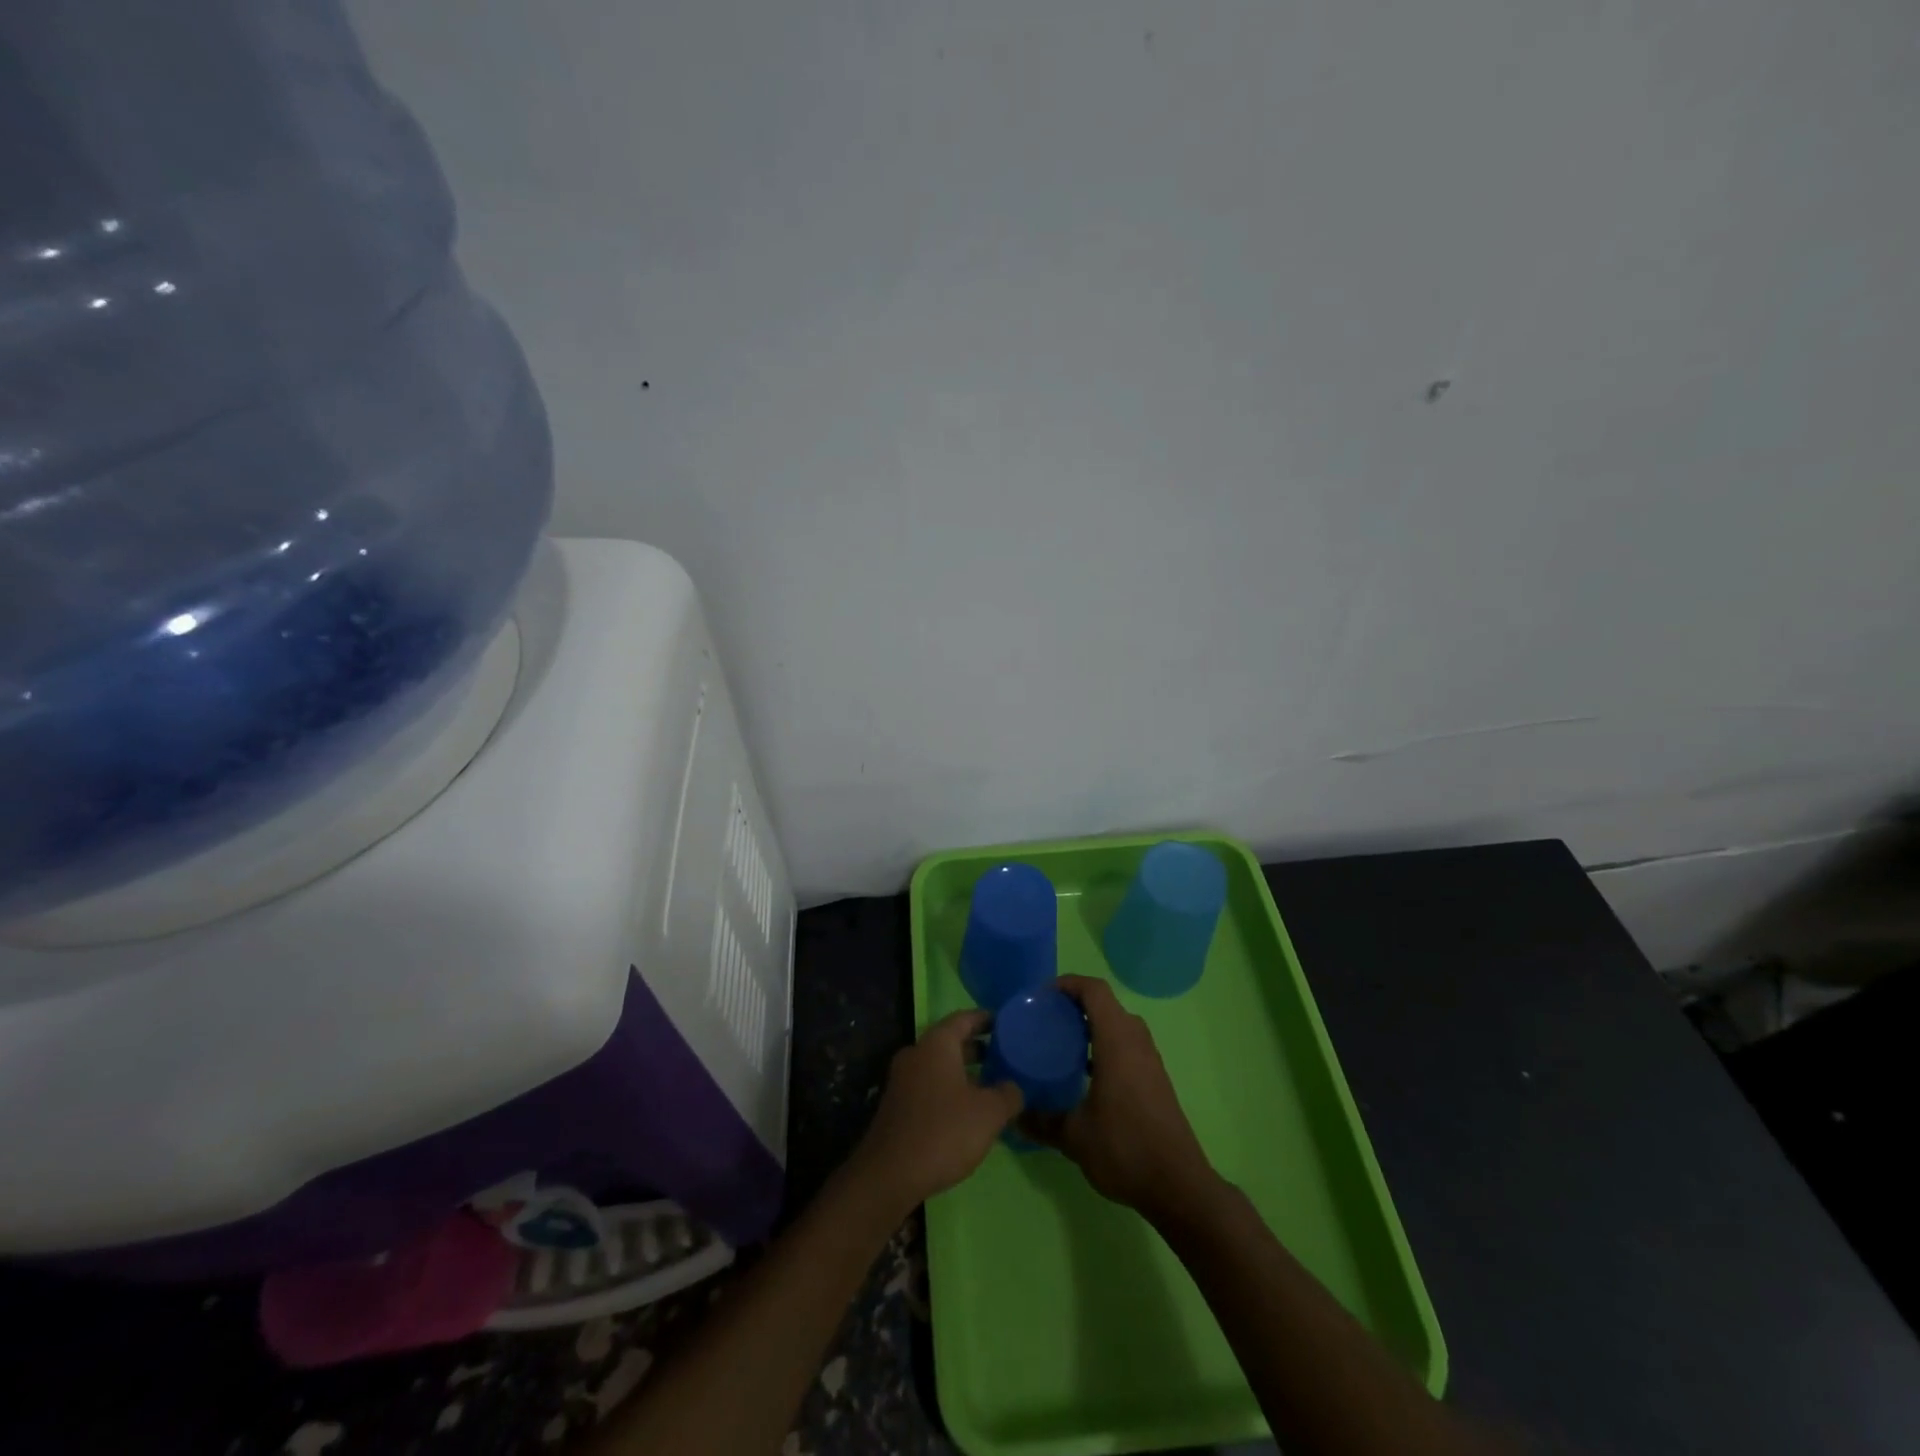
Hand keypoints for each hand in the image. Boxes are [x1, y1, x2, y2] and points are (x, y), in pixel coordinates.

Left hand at [852, 1010, 1022, 1213]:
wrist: (889, 1174)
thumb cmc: (944, 1131)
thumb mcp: (989, 1113)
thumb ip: (1008, 1094)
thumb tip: (1013, 1087)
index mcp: (936, 1044)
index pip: (964, 1018)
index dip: (986, 1019)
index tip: (1005, 1023)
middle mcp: (917, 1053)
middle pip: (951, 1042)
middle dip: (978, 1048)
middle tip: (1005, 1056)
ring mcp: (903, 1080)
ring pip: (940, 1066)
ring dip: (965, 1072)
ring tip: (992, 1086)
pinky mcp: (898, 1105)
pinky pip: (930, 1086)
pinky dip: (950, 1090)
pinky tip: (968, 1112)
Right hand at [1026, 975, 1215, 1221]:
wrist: (1178, 1186)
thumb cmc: (1124, 1148)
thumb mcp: (1074, 1136)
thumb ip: (1042, 1121)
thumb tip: (1013, 1116)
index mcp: (1117, 1041)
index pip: (1095, 991)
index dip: (1069, 983)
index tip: (1042, 995)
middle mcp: (1136, 1041)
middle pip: (1106, 1004)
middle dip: (1076, 1004)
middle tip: (1046, 1019)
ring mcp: (1149, 1060)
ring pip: (1118, 1025)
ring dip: (1091, 1025)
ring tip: (1060, 1043)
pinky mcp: (1155, 1078)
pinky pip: (1126, 1044)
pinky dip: (1104, 1044)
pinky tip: (1084, 1073)